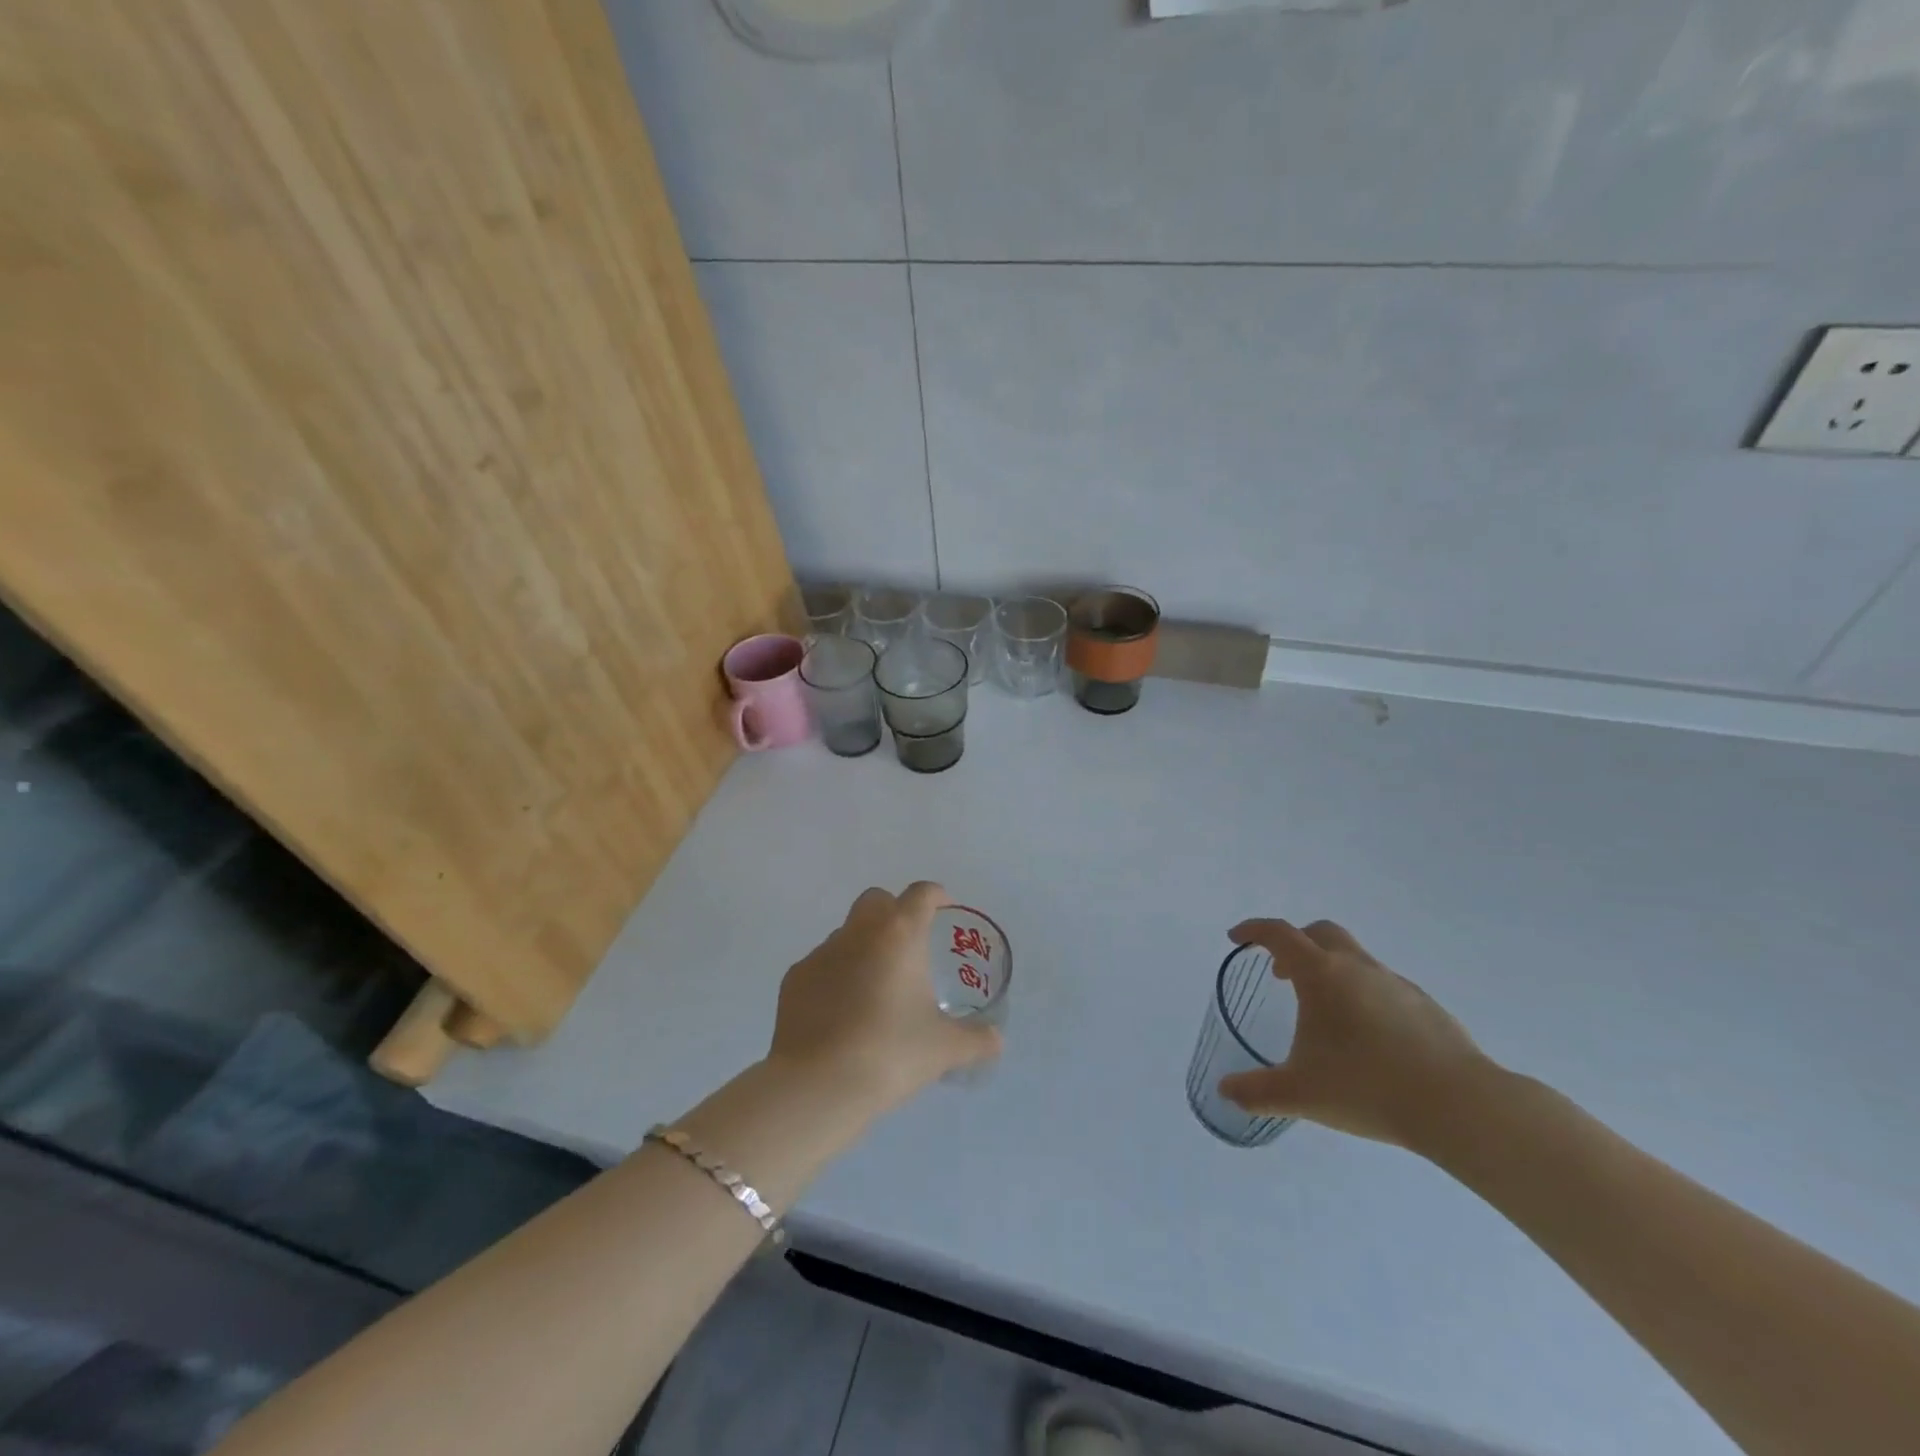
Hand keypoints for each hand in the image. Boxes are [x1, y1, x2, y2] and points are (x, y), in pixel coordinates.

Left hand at [768, 882, 1000, 1115]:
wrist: (818, 1085)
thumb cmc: (890, 1054)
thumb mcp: (945, 1049)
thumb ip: (976, 1040)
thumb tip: (996, 1040)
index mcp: (899, 934)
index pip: (921, 894)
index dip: (936, 895)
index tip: (945, 907)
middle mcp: (858, 932)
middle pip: (876, 900)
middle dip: (894, 911)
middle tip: (909, 945)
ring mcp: (821, 953)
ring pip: (846, 933)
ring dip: (863, 946)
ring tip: (875, 987)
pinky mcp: (794, 978)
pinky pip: (821, 964)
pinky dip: (835, 976)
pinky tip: (842, 1011)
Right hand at [1218, 918, 1493, 1151]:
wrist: (1459, 1106)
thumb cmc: (1367, 1087)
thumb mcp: (1300, 1093)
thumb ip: (1257, 1091)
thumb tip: (1225, 1090)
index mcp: (1321, 974)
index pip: (1279, 934)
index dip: (1253, 930)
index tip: (1237, 938)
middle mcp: (1357, 967)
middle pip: (1320, 933)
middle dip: (1295, 943)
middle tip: (1281, 973)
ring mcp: (1395, 983)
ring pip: (1355, 958)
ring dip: (1331, 971)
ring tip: (1325, 1014)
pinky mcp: (1425, 1005)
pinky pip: (1383, 985)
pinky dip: (1363, 995)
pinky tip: (1367, 1037)